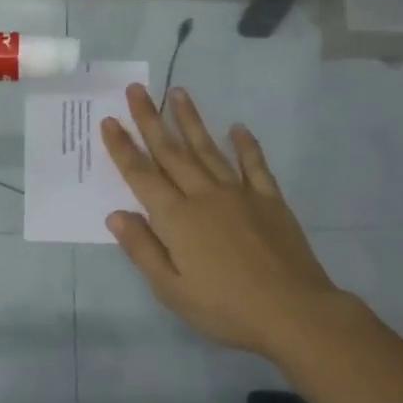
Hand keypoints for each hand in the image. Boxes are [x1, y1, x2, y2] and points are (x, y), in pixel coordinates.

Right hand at [99, 85, 346, 360]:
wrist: (293, 312)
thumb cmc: (225, 308)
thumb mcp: (172, 290)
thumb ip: (143, 249)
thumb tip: (116, 215)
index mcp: (177, 218)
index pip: (142, 176)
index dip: (123, 148)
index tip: (110, 121)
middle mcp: (204, 196)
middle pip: (172, 152)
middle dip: (151, 120)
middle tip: (136, 90)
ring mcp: (239, 194)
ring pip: (208, 149)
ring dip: (191, 121)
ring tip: (178, 93)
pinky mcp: (269, 200)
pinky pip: (254, 165)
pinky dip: (245, 145)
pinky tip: (237, 128)